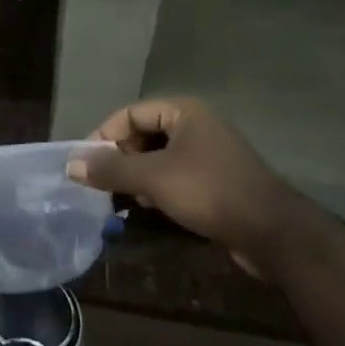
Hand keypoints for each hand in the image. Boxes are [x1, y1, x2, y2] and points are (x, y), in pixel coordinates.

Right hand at [69, 99, 293, 271]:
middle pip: (144, 134)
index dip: (104, 135)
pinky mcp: (216, 182)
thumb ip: (111, 169)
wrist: (274, 233)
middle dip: (120, 158)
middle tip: (100, 184)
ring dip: (137, 177)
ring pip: (159, 159)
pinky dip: (158, 189)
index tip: (85, 162)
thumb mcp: (154, 178)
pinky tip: (148, 209)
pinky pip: (176, 177)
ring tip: (119, 199)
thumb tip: (70, 163)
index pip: (130, 113)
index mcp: (183, 112)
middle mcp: (195, 126)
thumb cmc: (209, 191)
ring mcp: (208, 155)